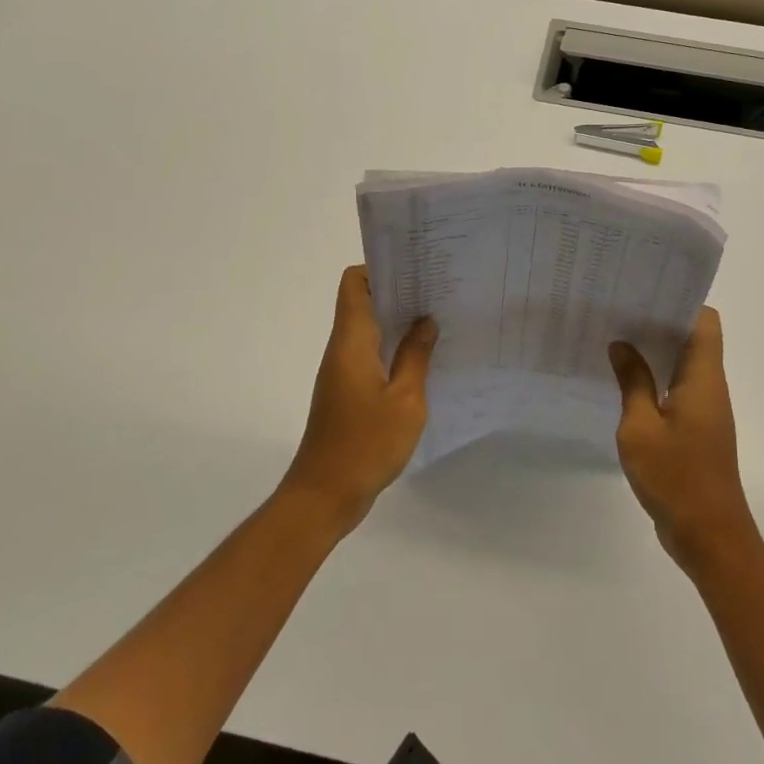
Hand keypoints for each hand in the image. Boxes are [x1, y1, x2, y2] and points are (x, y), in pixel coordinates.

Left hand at [281, 265, 436, 531]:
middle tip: (437, 291)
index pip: (354, 284)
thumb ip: (416, 357)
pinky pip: (369, 355)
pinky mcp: (346, 392)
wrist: (325, 495)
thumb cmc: (366, 444)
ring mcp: (342, 371)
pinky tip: (422, 359)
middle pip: (363, 302)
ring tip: (437, 319)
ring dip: (397, 322)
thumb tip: (425, 321)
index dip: (380, 268)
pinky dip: (392, 348)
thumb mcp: (405, 400)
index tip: (415, 270)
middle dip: (397, 292)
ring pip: (368, 330)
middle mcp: (342, 349)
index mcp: (351, 342)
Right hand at [610, 309, 758, 575]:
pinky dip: (655, 380)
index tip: (643, 293)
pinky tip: (623, 384)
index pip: (705, 321)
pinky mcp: (697, 431)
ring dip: (655, 352)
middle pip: (692, 339)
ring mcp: (705, 410)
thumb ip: (633, 382)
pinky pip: (677, 391)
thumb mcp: (641, 427)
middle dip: (659, 322)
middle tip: (618, 311)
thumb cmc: (676, 477)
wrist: (709, 536)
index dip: (679, 301)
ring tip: (614, 340)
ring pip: (683, 365)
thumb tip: (622, 345)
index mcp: (703, 378)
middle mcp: (709, 387)